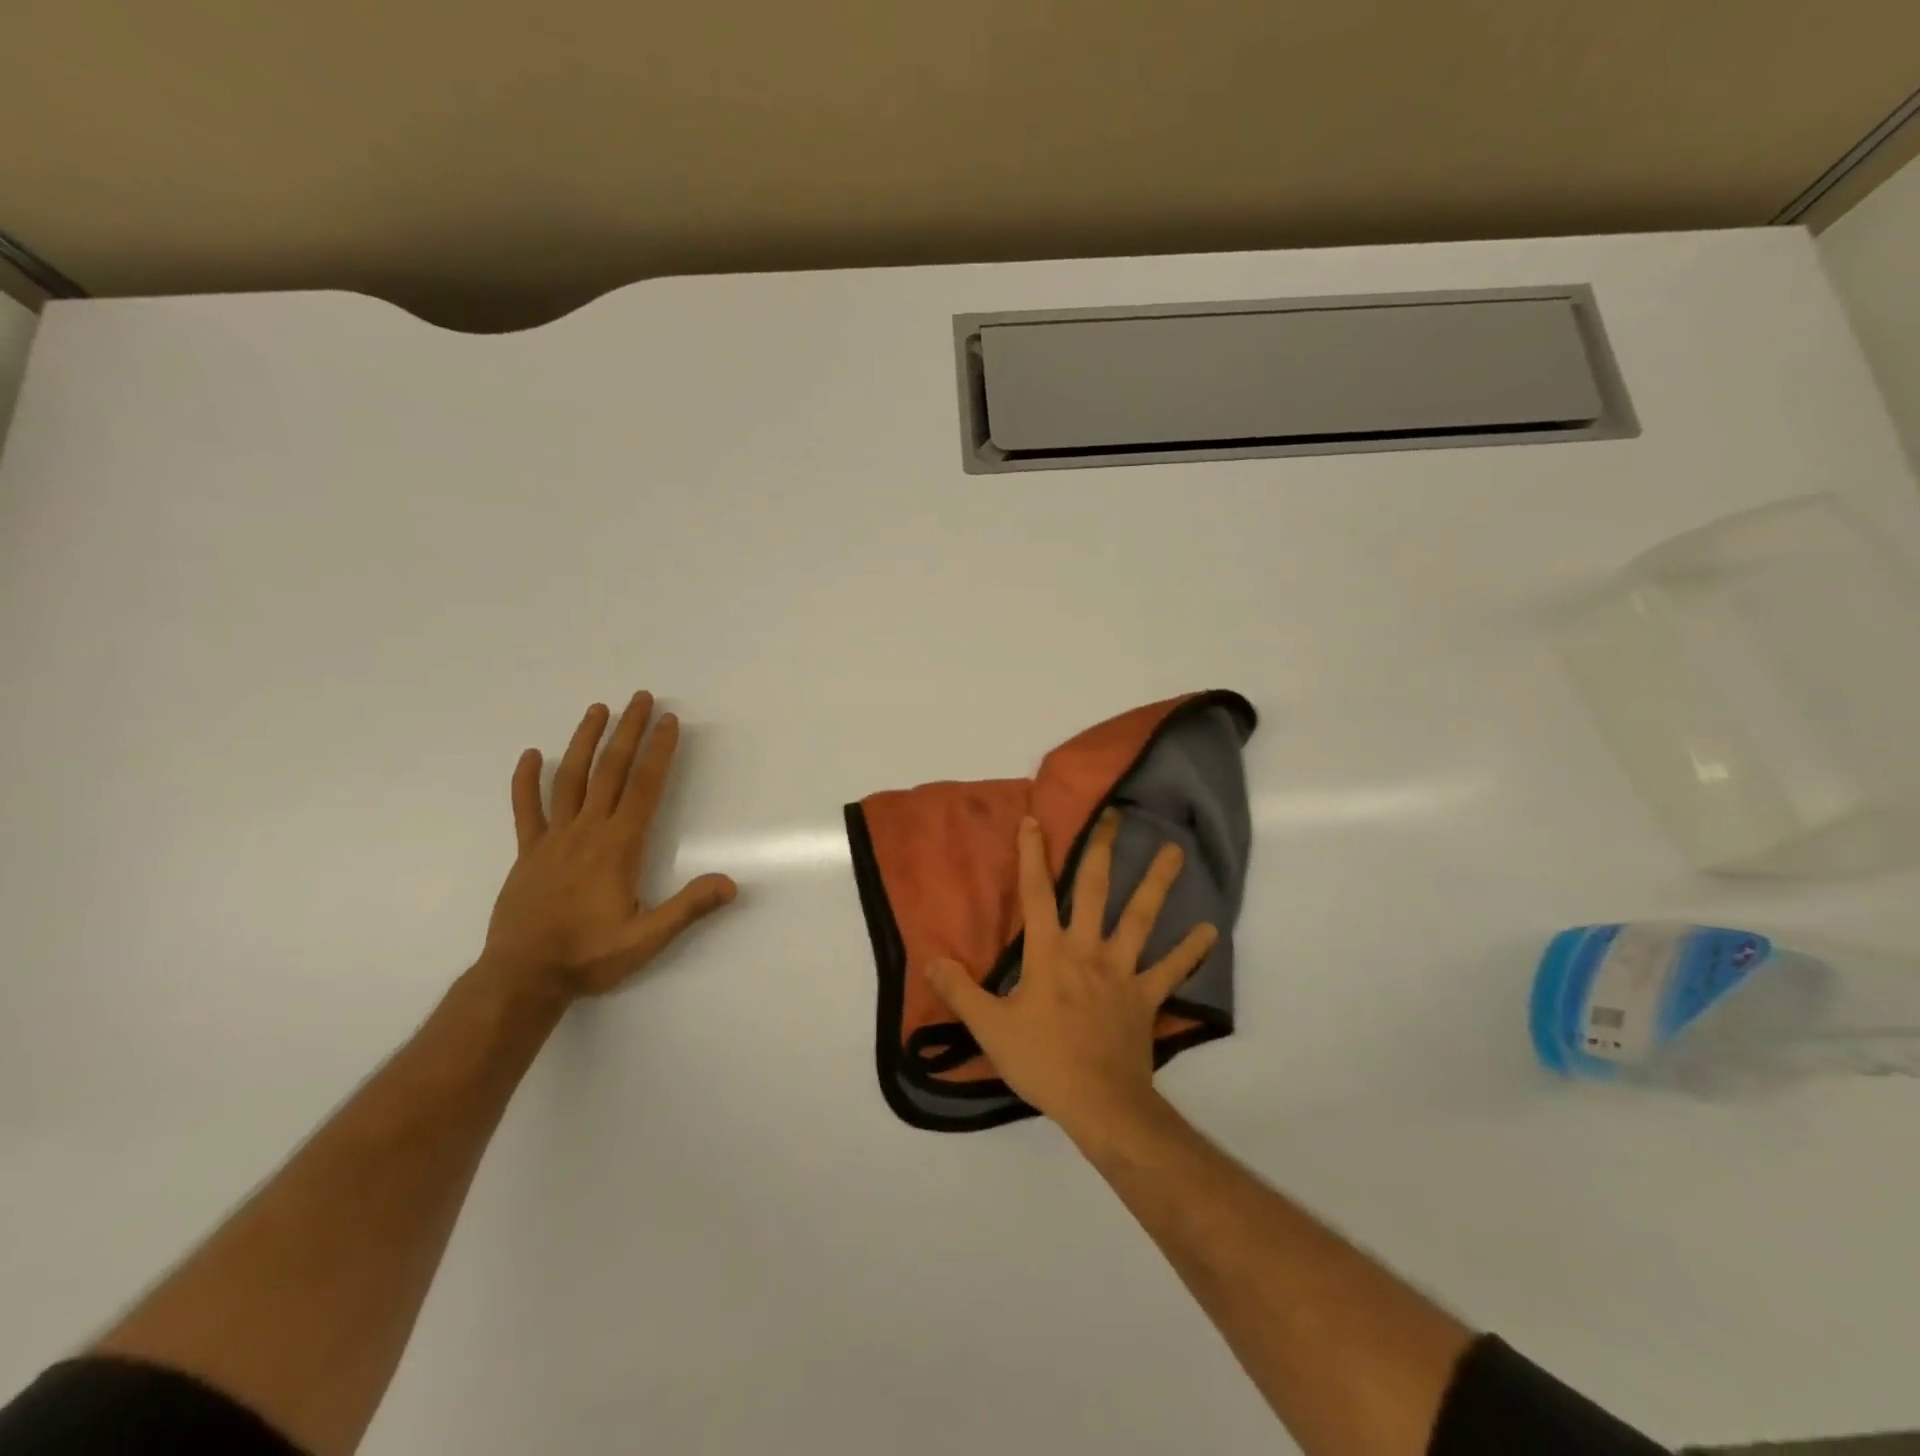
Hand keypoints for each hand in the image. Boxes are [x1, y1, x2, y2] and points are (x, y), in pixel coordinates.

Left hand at [482, 691, 736, 998]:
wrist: (522, 977)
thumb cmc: (589, 956)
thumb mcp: (646, 939)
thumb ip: (688, 908)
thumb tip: (731, 884)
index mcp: (618, 846)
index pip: (643, 787)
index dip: (659, 752)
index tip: (669, 721)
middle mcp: (586, 831)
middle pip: (609, 770)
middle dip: (628, 731)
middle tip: (640, 698)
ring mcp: (553, 839)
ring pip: (569, 779)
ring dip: (584, 741)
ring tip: (597, 709)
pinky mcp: (528, 852)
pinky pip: (526, 808)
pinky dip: (527, 780)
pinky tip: (531, 755)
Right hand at [925, 810, 1216, 1138]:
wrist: (1100, 1103)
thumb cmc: (1042, 1062)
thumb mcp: (989, 1028)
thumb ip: (960, 991)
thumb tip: (931, 961)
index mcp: (1048, 952)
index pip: (1035, 893)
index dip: (1032, 855)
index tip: (1034, 820)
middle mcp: (1088, 949)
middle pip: (1094, 889)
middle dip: (1101, 849)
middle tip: (1115, 814)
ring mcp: (1122, 970)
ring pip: (1141, 917)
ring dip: (1158, 883)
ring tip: (1175, 851)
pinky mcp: (1146, 996)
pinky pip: (1172, 969)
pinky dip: (1191, 951)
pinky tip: (1210, 929)